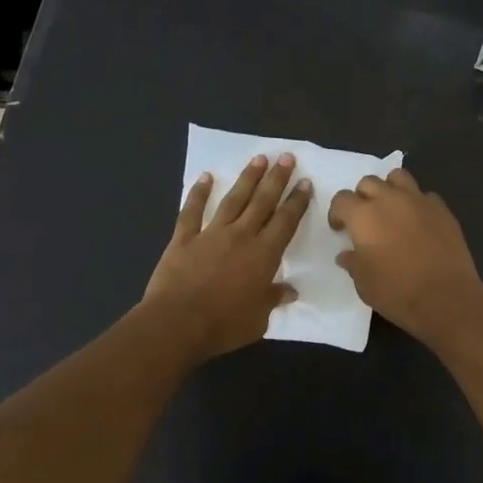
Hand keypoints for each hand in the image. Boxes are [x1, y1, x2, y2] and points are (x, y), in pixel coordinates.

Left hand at [143, 154, 311, 360]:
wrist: (177, 323)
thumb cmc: (224, 325)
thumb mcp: (258, 319)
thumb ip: (273, 299)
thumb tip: (290, 291)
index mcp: (264, 255)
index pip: (286, 222)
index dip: (297, 201)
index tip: (305, 182)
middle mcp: (241, 236)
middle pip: (263, 202)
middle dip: (277, 179)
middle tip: (286, 156)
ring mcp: (211, 234)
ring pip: (233, 200)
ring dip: (247, 178)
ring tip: (259, 158)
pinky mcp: (183, 239)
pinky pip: (192, 211)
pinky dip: (198, 193)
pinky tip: (205, 177)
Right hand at [328, 167, 482, 344]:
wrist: (445, 297)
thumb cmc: (396, 291)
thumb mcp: (364, 283)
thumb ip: (353, 262)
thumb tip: (347, 254)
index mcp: (364, 216)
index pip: (342, 199)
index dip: (337, 213)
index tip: (340, 229)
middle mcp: (390, 200)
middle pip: (369, 182)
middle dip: (362, 197)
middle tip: (365, 219)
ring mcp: (419, 201)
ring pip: (398, 177)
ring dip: (389, 189)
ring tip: (391, 210)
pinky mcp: (442, 210)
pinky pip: (424, 196)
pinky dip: (417, 204)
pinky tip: (419, 223)